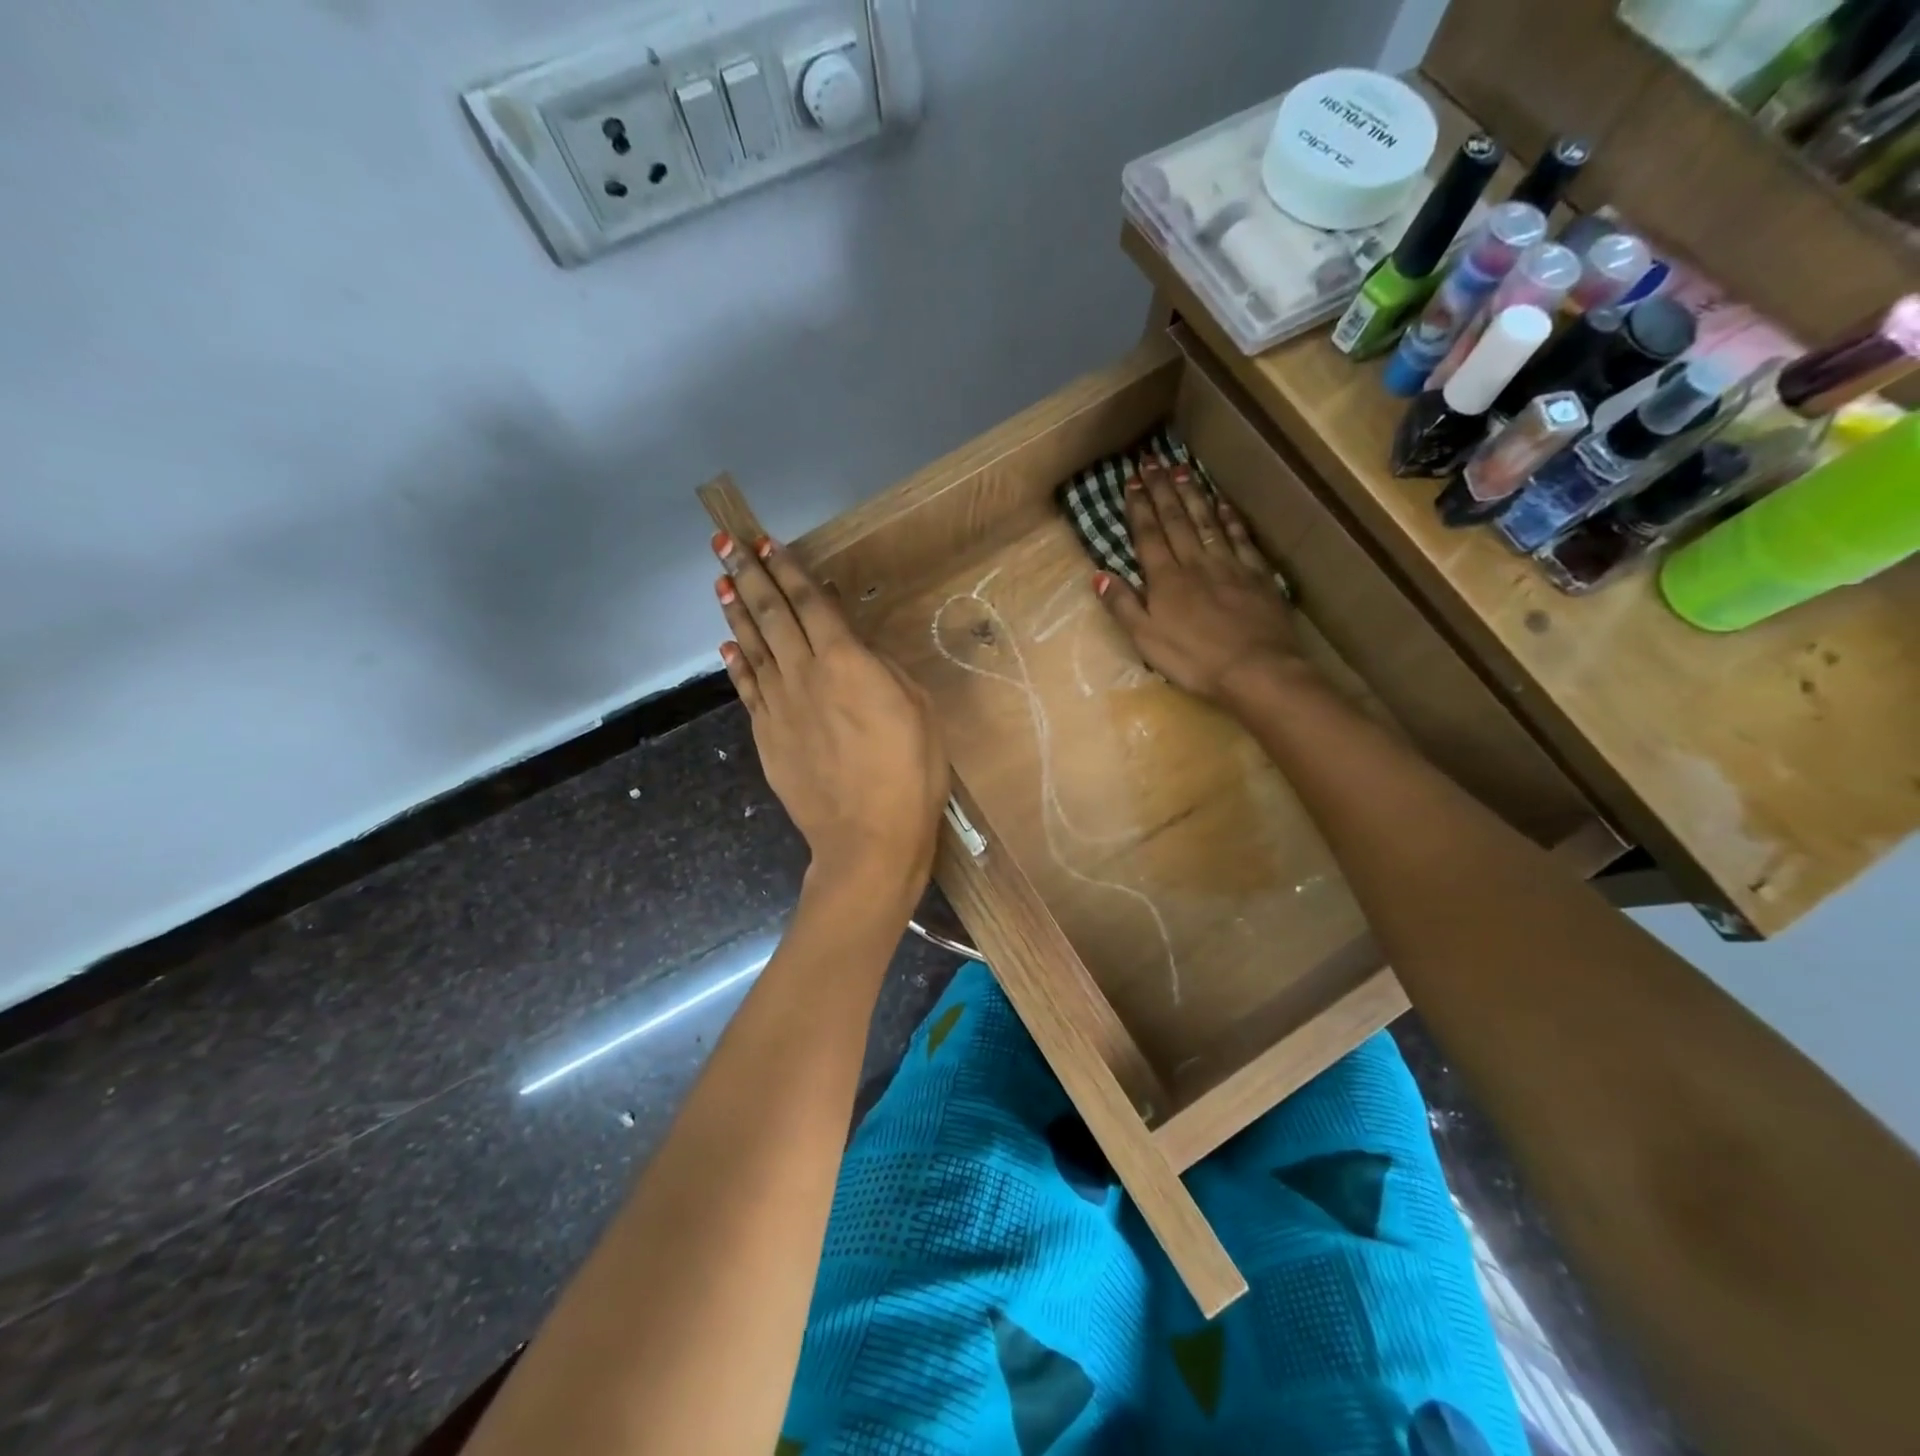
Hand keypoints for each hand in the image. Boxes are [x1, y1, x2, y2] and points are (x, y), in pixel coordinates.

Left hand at [713, 531, 948, 894]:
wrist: (868, 837)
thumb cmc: (910, 773)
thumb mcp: (918, 710)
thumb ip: (884, 671)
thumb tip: (858, 651)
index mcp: (845, 661)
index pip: (810, 603)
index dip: (787, 570)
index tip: (765, 543)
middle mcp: (804, 673)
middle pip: (771, 615)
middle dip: (747, 575)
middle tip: (724, 543)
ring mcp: (779, 706)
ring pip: (752, 647)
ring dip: (736, 611)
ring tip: (719, 582)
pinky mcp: (767, 736)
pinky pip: (747, 689)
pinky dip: (736, 663)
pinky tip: (727, 646)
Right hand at [1095, 459, 1311, 705]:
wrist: (1257, 668)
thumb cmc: (1194, 660)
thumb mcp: (1146, 639)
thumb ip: (1123, 605)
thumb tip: (1099, 574)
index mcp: (1166, 580)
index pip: (1148, 535)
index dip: (1139, 507)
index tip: (1132, 480)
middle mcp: (1195, 563)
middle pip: (1176, 520)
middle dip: (1162, 489)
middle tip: (1152, 461)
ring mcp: (1229, 565)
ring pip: (1207, 521)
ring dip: (1192, 494)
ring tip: (1182, 469)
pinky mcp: (1256, 575)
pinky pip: (1239, 538)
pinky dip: (1229, 518)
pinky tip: (1223, 503)